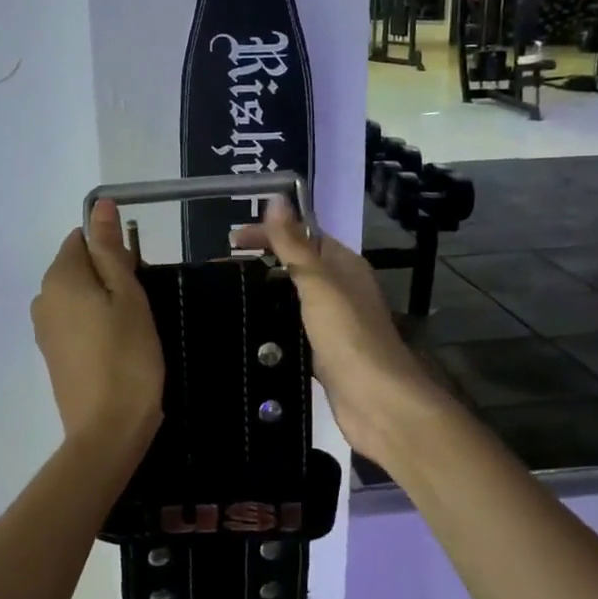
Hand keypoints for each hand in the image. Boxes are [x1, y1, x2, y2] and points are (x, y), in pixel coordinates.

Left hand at [31, 200, 163, 457]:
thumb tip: (99, 205)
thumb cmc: (127, 356)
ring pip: (78, 297)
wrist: (107, 430)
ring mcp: (44, 330)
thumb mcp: (127, 295)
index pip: (81, 239)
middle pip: (78, 268)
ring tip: (132, 331)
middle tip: (139, 308)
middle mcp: (42, 299)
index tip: (137, 279)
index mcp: (58, 278)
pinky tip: (117, 349)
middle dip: (109, 277)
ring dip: (104, 303)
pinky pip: (74, 323)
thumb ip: (110, 248)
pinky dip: (95, 326)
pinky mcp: (53, 356)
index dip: (113, 251)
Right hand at [232, 198, 450, 469]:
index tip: (230, 241)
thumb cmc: (348, 334)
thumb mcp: (317, 282)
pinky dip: (272, 324)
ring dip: (265, 294)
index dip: (268, 233)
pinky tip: (248, 331)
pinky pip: (293, 329)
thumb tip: (277, 198)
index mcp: (343, 264)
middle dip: (261, 262)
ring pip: (293, 298)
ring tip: (227, 297)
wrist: (376, 400)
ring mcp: (333, 322)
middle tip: (221, 270)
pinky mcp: (324, 352)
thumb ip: (294, 243)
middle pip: (297, 266)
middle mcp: (341, 289)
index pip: (302, 236)